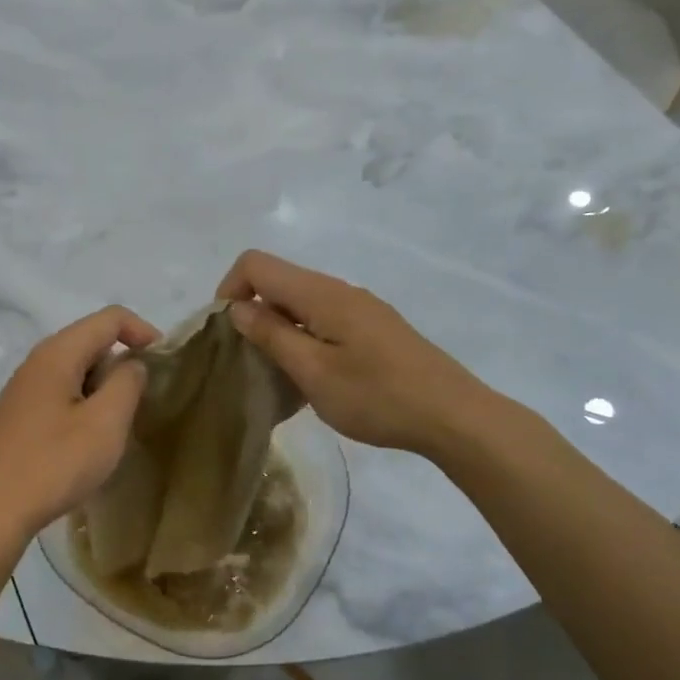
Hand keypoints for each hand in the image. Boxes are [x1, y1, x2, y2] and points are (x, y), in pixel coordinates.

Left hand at [0, 306, 158, 537]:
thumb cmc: (54, 463)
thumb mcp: (106, 422)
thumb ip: (127, 383)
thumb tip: (131, 365)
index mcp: (58, 353)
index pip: (109, 318)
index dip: (142, 331)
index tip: (165, 362)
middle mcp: (37, 362)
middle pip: (90, 341)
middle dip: (123, 362)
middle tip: (143, 400)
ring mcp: (24, 389)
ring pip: (76, 370)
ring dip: (104, 387)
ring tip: (119, 423)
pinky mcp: (19, 415)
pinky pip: (61, 393)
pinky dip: (84, 403)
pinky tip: (89, 438)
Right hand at [216, 250, 484, 457]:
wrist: (452, 415)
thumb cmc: (377, 396)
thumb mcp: (314, 372)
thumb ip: (272, 335)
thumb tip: (238, 307)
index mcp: (321, 294)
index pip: (256, 264)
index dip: (230, 289)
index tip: (227, 333)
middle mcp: (339, 290)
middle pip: (279, 282)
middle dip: (252, 313)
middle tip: (249, 362)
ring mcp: (360, 309)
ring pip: (301, 304)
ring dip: (278, 331)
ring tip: (279, 376)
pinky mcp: (374, 329)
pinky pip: (324, 321)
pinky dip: (304, 340)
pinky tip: (313, 379)